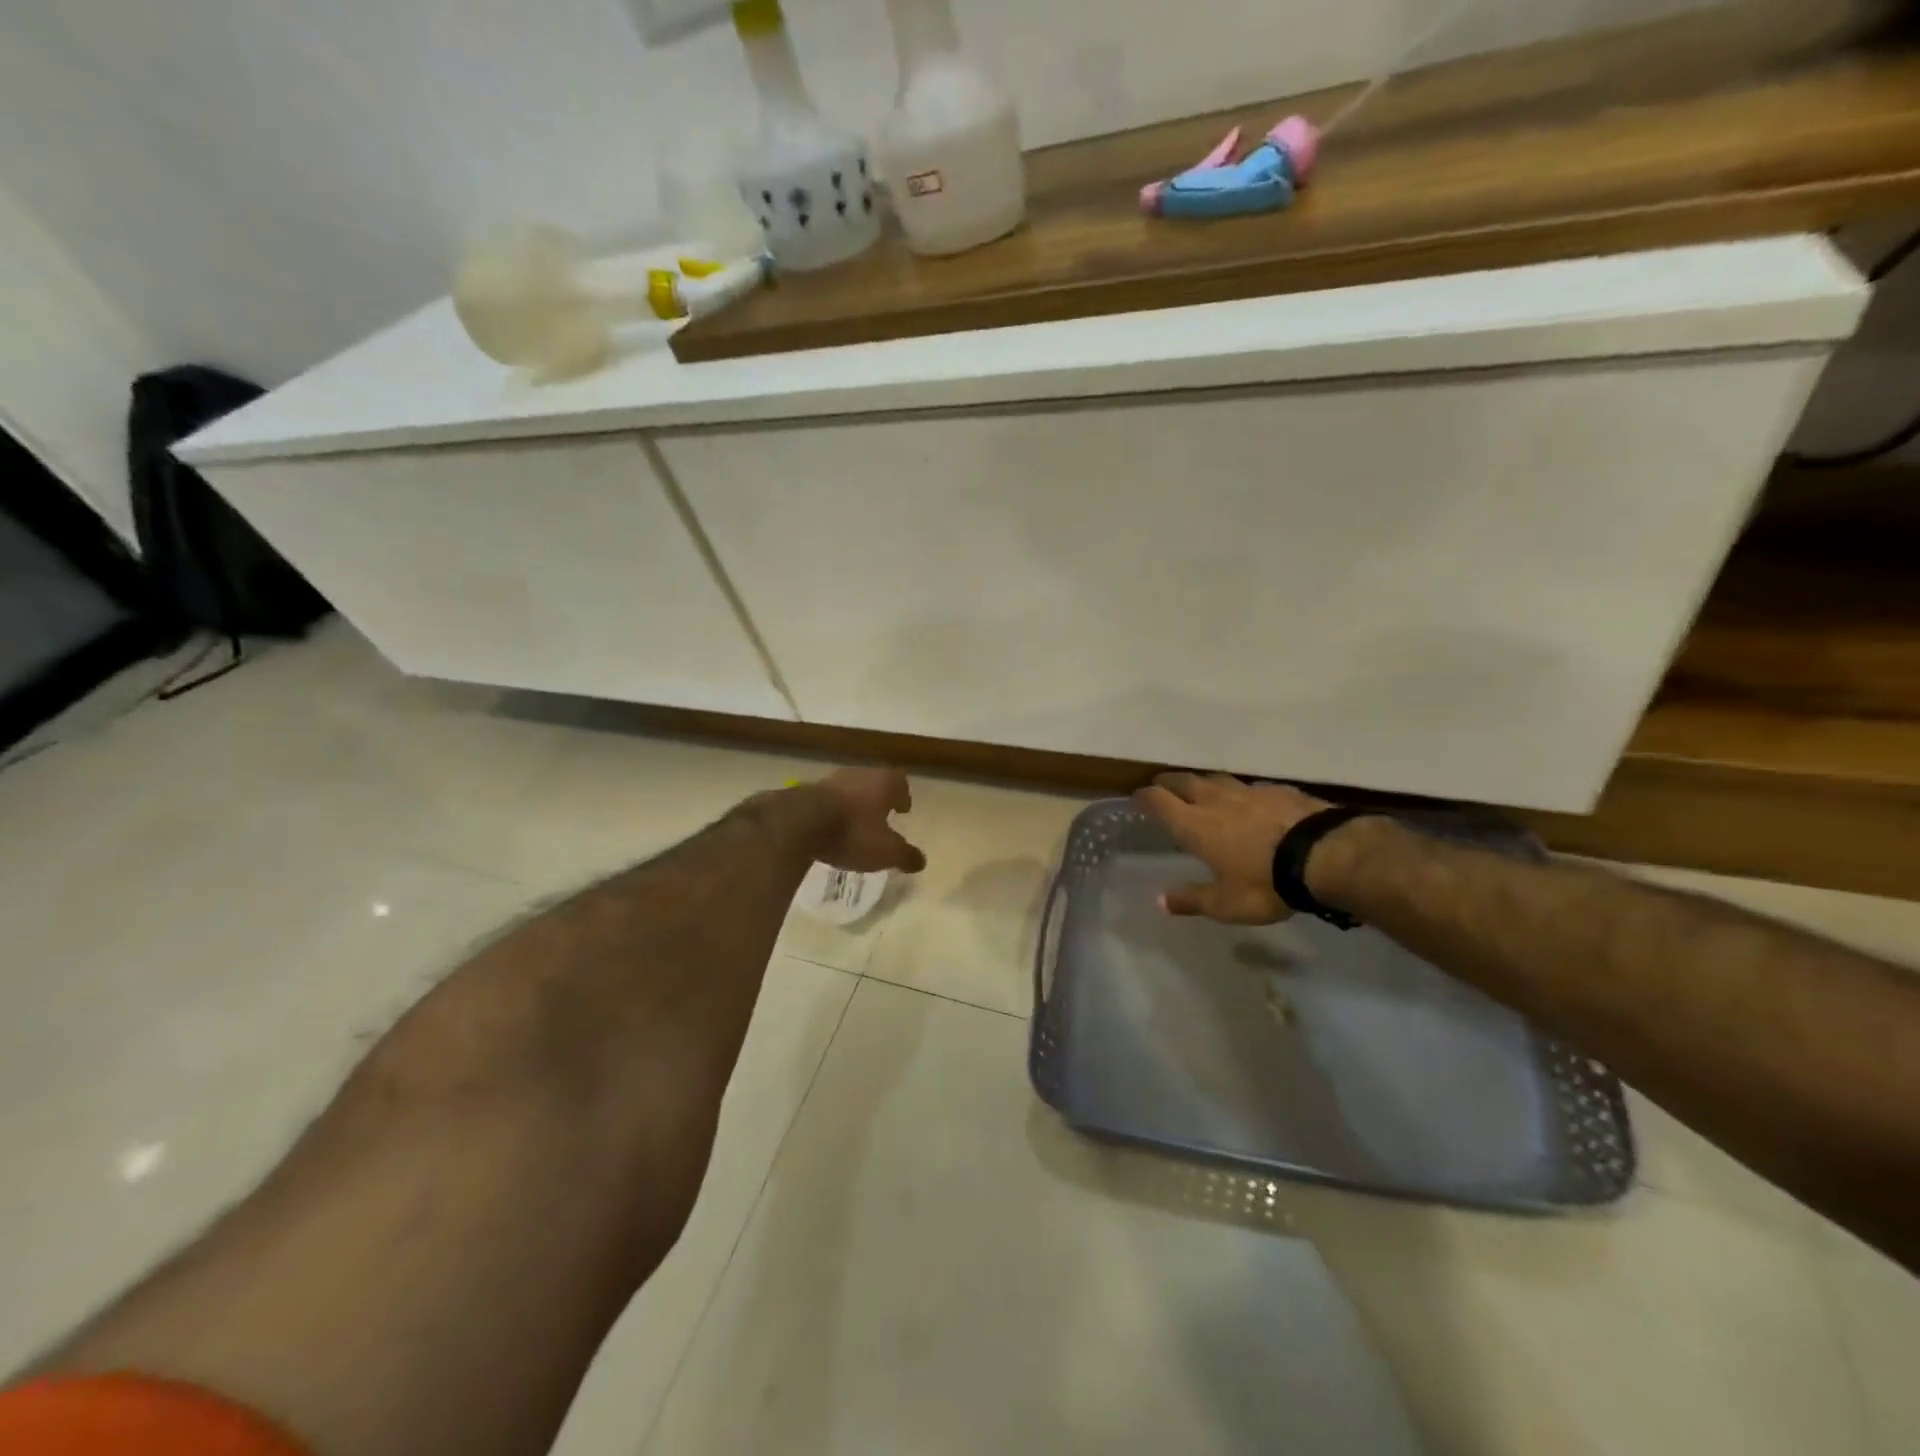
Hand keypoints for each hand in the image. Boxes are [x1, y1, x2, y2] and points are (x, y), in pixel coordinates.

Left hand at [812, 768, 926, 873]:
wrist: (800, 823)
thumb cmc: (853, 833)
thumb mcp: (885, 851)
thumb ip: (905, 855)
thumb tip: (921, 861)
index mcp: (884, 783)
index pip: (900, 782)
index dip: (903, 795)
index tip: (903, 809)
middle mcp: (859, 774)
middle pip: (874, 782)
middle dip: (878, 799)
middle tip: (881, 816)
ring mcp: (831, 780)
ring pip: (850, 790)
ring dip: (854, 804)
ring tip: (855, 824)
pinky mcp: (807, 791)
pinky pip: (828, 800)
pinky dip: (833, 811)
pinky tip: (831, 828)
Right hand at [1131, 772, 1332, 923]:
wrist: (1325, 854)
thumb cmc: (1266, 882)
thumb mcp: (1226, 904)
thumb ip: (1192, 899)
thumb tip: (1160, 901)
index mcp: (1195, 825)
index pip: (1159, 801)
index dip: (1145, 797)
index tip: (1137, 798)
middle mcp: (1216, 801)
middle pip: (1184, 780)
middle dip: (1169, 782)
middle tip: (1163, 787)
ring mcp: (1249, 791)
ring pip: (1217, 779)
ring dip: (1204, 783)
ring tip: (1202, 790)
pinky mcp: (1279, 790)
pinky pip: (1251, 786)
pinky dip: (1241, 792)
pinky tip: (1250, 802)